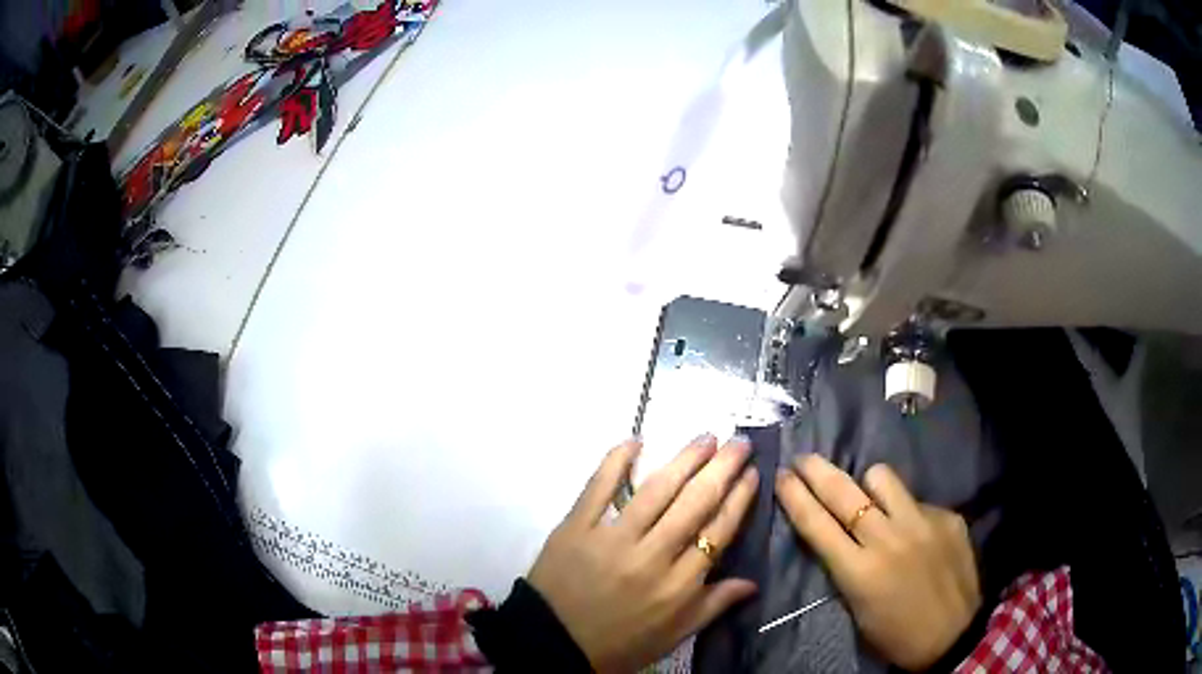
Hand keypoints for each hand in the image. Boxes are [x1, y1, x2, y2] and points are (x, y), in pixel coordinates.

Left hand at [528, 435, 758, 672]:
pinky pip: (598, 487)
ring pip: (656, 490)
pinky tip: (635, 441)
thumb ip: (714, 606)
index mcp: (679, 585)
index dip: (740, 498)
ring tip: (705, 438)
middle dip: (723, 467)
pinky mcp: (575, 528)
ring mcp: (612, 539)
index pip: (719, 530)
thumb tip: (753, 583)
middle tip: (739, 441)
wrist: (553, 647)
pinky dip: (616, 461)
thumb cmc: (620, 644)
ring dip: (685, 459)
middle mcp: (652, 556)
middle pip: (696, 502)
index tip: (752, 472)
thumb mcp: (674, 635)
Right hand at [775, 455, 978, 670]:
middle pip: (844, 493)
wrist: (954, 634)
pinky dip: (905, 509)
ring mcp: (922, 523)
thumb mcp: (858, 609)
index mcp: (860, 572)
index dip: (795, 497)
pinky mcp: (947, 517)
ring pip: (883, 479)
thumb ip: (848, 568)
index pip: (817, 525)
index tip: (781, 476)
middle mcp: (889, 539)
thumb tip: (841, 533)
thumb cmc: (896, 634)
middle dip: (817, 471)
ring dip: (867, 484)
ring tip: (868, 495)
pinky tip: (913, 529)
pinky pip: (915, 499)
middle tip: (803, 459)